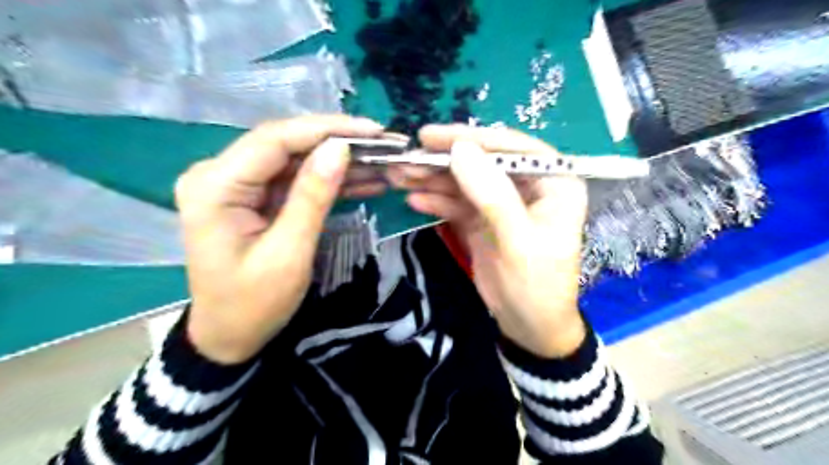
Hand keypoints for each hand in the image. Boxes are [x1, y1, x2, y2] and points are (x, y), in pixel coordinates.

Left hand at [175, 114, 384, 362]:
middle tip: (383, 145)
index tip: (372, 131)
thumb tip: (340, 148)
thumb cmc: (253, 304)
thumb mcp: (289, 253)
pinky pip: (294, 180)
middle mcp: (219, 174)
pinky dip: (327, 180)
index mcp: (216, 186)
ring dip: (337, 162)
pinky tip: (361, 180)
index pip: (275, 139)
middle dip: (337, 142)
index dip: (326, 130)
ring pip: (295, 160)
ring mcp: (236, 185)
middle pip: (285, 144)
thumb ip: (312, 196)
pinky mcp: (252, 197)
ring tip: (380, 163)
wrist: (228, 336)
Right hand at [389, 124, 589, 358]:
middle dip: (444, 161)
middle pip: (483, 161)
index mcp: (554, 182)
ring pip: (465, 181)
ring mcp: (502, 202)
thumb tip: (460, 149)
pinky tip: (414, 199)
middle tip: (406, 159)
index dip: (471, 138)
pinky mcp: (483, 219)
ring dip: (433, 179)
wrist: (529, 327)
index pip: (512, 147)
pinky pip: (457, 203)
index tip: (431, 137)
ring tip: (399, 176)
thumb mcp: (517, 241)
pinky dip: (436, 200)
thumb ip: (492, 194)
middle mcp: (528, 185)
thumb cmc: (536, 285)